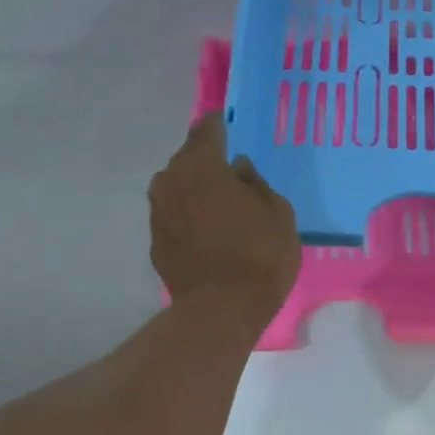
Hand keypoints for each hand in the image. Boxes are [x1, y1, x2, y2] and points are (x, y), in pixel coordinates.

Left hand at [148, 114, 300, 329]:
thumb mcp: (279, 214)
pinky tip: (208, 232)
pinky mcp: (155, 240)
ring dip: (196, 190)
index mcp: (204, 166)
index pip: (208, 130)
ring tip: (220, 204)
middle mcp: (172, 180)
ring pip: (178, 187)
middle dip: (207, 161)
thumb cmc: (260, 255)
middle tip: (230, 172)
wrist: (221, 308)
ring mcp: (158, 211)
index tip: (229, 126)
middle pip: (188, 158)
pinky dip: (189, 216)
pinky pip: (175, 215)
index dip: (220, 126)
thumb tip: (240, 170)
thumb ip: (258, 185)